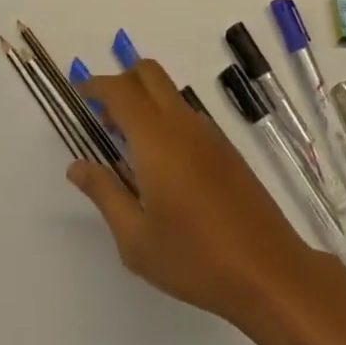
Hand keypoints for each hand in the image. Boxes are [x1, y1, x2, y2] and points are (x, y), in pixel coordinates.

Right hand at [71, 60, 323, 324]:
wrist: (269, 271)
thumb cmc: (195, 259)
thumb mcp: (136, 240)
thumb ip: (104, 194)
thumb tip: (77, 166)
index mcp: (156, 138)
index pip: (120, 91)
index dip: (96, 86)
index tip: (79, 94)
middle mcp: (182, 123)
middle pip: (148, 73)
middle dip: (121, 81)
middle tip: (103, 116)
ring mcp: (208, 132)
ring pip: (169, 92)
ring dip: (144, 100)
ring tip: (128, 144)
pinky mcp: (226, 148)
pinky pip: (186, 114)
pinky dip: (164, 118)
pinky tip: (161, 164)